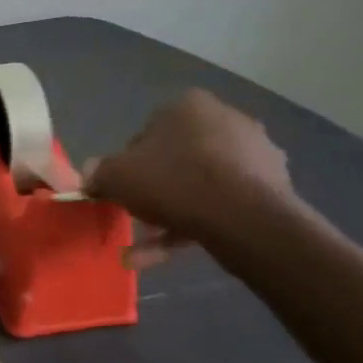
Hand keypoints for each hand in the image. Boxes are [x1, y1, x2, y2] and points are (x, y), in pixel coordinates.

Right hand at [84, 89, 293, 267]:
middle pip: (176, 159)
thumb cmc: (172, 181)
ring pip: (199, 186)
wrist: (243, 217)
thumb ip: (98, 172)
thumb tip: (91, 173)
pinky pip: (222, 205)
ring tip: (143, 251)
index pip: (146, 134)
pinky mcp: (272, 188)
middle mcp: (226, 120)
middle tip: (136, 216)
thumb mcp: (115, 176)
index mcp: (188, 106)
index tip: (121, 189)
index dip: (128, 165)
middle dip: (154, 191)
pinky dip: (194, 227)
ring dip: (170, 216)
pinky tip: (167, 256)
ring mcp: (255, 154)